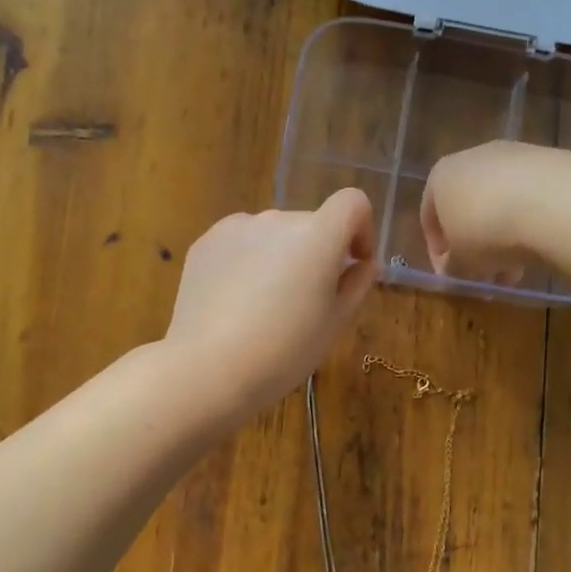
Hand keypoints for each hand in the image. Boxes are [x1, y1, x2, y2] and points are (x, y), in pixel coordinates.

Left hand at [164, 189, 378, 422]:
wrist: (208, 368)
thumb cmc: (283, 351)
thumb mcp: (334, 324)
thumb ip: (357, 284)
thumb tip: (364, 263)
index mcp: (317, 235)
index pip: (352, 203)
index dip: (362, 229)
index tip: (354, 264)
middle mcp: (277, 219)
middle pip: (311, 224)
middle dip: (317, 253)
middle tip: (307, 301)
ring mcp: (236, 227)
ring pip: (273, 235)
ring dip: (280, 256)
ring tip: (265, 305)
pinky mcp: (206, 242)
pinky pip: (240, 244)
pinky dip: (247, 262)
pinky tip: (234, 302)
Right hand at [421, 141, 570, 284]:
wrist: (553, 202)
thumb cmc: (487, 231)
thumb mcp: (460, 262)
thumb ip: (451, 267)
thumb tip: (453, 269)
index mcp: (440, 176)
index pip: (429, 218)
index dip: (438, 253)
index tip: (451, 276)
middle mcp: (472, 158)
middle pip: (467, 210)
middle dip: (475, 247)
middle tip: (485, 276)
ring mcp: (513, 155)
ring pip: (499, 204)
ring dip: (502, 239)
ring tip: (515, 271)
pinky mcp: (548, 160)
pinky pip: (529, 197)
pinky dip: (528, 222)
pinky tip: (538, 248)